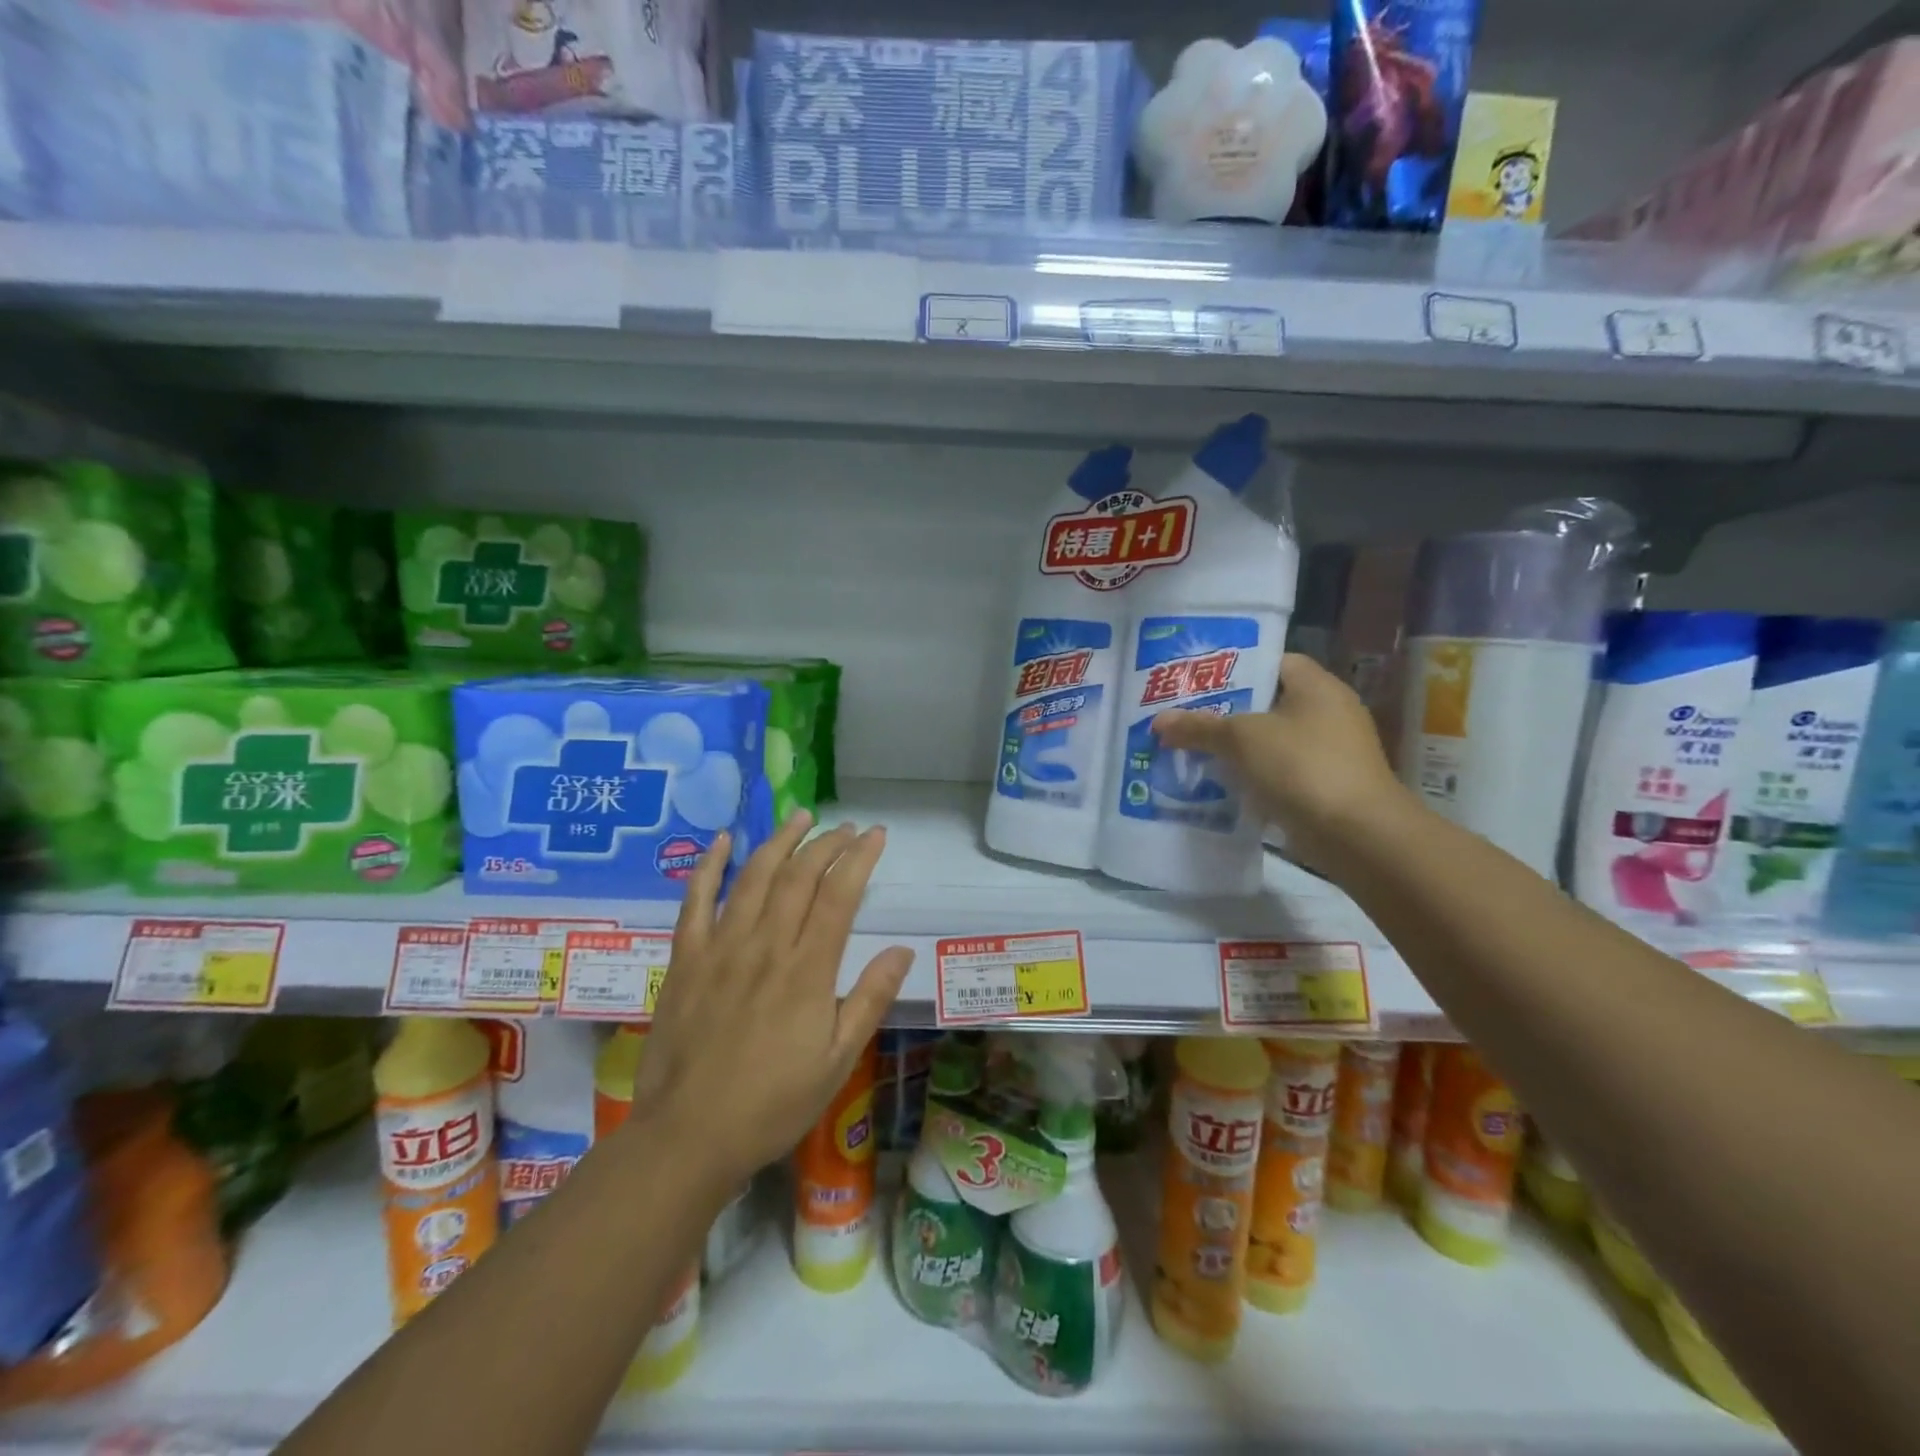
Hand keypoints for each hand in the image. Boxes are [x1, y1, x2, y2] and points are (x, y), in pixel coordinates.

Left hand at [631, 811, 912, 1189]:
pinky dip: (709, 866)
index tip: (876, 835)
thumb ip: (869, 1000)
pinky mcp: (686, 959)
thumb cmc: (772, 1104)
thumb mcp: (837, 1061)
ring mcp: (721, 948)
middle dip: (826, 844)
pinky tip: (723, 840)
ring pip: (753, 878)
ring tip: (800, 817)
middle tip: (846, 827)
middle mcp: (765, 946)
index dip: (859, 858)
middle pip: (799, 877)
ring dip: (779, 842)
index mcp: (807, 971)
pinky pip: (695, 901)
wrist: (689, 1136)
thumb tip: (902, 951)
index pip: (839, 896)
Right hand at [1152, 652, 1412, 872]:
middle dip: (1226, 712)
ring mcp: (1330, 752)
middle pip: (1268, 703)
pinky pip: (1279, 772)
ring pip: (1271, 741)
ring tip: (1193, 750)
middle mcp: (1328, 712)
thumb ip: (1200, 727)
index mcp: (1317, 686)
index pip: (1273, 661)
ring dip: (1237, 748)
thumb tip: (1159, 721)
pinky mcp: (1325, 786)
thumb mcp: (1242, 739)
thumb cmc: (1302, 767)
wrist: (1357, 834)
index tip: (1198, 680)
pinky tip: (1219, 785)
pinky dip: (1252, 776)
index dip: (1235, 667)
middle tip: (1185, 716)